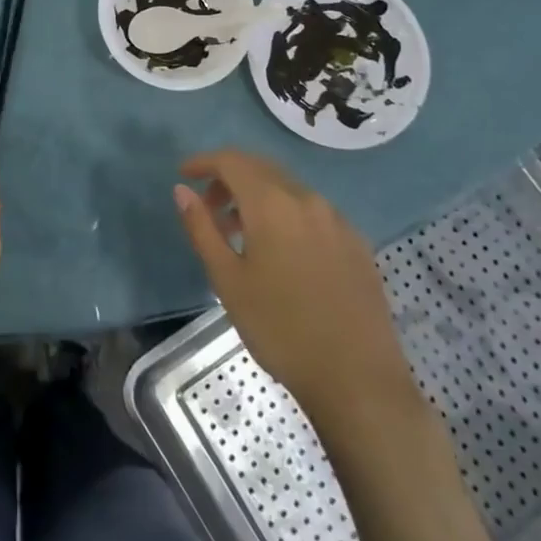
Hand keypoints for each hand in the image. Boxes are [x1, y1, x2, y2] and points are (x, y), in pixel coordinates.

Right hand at [174, 151, 419, 422]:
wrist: (358, 379)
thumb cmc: (281, 329)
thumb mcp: (227, 281)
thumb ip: (202, 229)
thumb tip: (182, 191)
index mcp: (272, 204)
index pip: (232, 161)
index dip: (204, 162)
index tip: (184, 175)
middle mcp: (307, 199)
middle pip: (261, 168)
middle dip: (230, 178)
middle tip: (208, 206)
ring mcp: (337, 220)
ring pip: (288, 189)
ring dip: (258, 197)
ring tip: (241, 234)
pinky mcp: (356, 243)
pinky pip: (312, 211)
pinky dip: (286, 214)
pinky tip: (282, 253)